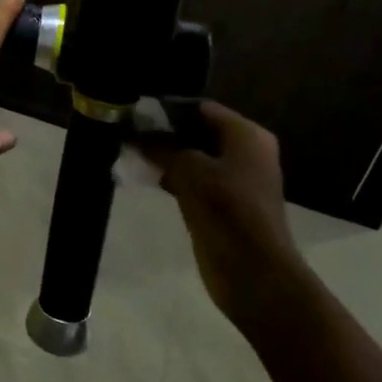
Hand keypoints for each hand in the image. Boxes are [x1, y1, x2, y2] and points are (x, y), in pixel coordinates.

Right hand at [143, 102, 301, 337]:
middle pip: (198, 131)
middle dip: (164, 133)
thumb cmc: (227, 211)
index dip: (168, 109)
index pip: (202, 108)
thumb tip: (136, 135)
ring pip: (193, 157)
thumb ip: (162, 147)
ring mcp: (235, 180)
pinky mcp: (223, 205)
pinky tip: (146, 176)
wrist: (254, 274)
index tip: (135, 111)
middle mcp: (245, 152)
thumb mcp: (189, 170)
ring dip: (165, 156)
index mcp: (247, 135)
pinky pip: (194, 180)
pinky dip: (172, 177)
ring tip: (131, 152)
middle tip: (128, 131)